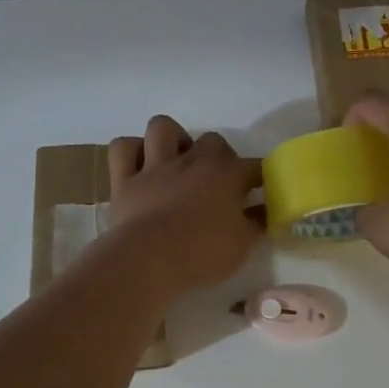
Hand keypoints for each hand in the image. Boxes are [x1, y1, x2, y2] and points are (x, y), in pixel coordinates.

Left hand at [106, 116, 263, 293]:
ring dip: (172, 139)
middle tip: (218, 182)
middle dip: (219, 156)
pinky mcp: (124, 179)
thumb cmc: (201, 253)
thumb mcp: (242, 245)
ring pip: (162, 127)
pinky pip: (123, 148)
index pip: (254, 166)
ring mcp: (155, 166)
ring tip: (177, 160)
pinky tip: (140, 165)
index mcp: (227, 175)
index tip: (262, 191)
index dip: (261, 178)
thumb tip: (265, 211)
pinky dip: (132, 152)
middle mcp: (192, 161)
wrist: (148, 260)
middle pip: (213, 140)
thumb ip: (257, 224)